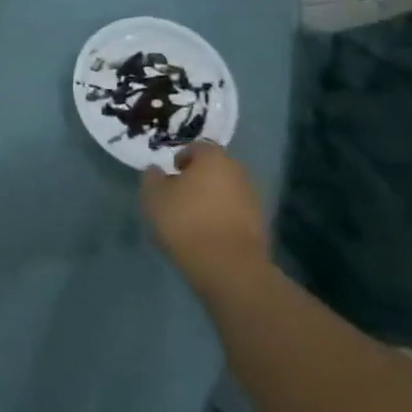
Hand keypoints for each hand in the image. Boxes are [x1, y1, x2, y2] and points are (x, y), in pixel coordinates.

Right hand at [140, 142, 269, 298]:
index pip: (197, 147)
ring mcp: (252, 197)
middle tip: (179, 194)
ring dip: (211, 198)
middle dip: (198, 177)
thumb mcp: (153, 196)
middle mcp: (237, 171)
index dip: (181, 158)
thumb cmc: (185, 220)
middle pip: (215, 168)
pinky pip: (235, 211)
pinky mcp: (259, 223)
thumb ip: (152, 177)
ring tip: (192, 216)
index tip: (170, 174)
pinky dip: (222, 216)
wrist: (227, 264)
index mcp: (213, 158)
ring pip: (226, 190)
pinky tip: (207, 232)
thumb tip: (156, 170)